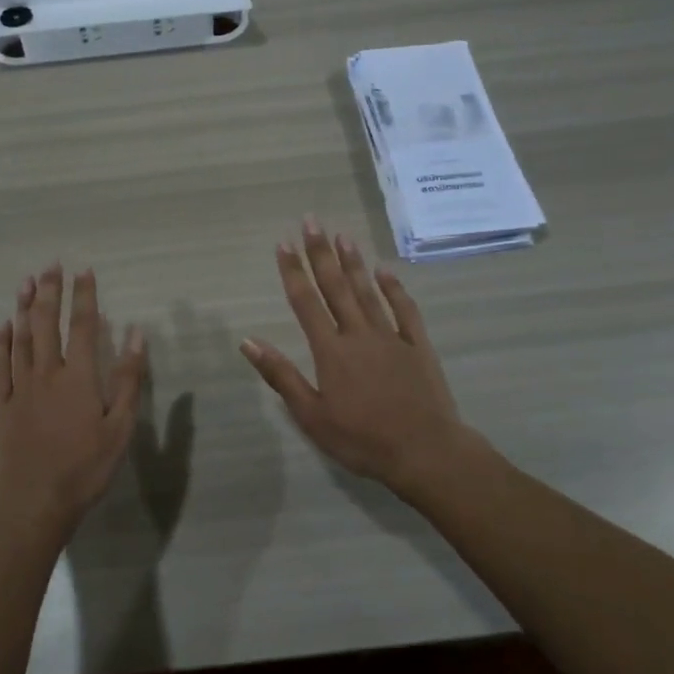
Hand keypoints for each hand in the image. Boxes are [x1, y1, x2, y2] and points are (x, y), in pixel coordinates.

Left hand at [0, 264, 145, 540]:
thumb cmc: (84, 468)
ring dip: (23, 308)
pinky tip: (2, 327)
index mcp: (78, 377)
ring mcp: (19, 387)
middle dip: (50, 292)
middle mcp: (46, 373)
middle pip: (46, 324)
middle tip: (50, 265)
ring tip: (26, 282)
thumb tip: (136, 334)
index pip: (82, 326)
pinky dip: (0, 343)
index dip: (84, 296)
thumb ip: (127, 379)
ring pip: (20, 338)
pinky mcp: (0, 405)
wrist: (33, 502)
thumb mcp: (120, 428)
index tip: (84, 271)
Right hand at [241, 218, 492, 494]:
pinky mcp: (418, 346)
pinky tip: (385, 270)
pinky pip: (404, 310)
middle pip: (335, 287)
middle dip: (321, 253)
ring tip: (342, 235)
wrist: (426, 452)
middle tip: (311, 221)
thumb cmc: (362, 439)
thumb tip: (248, 342)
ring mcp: (391, 337)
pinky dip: (394, 288)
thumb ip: (281, 376)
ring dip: (353, 262)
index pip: (306, 303)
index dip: (293, 272)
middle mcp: (358, 334)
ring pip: (367, 291)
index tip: (283, 244)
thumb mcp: (312, 416)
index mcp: (331, 351)